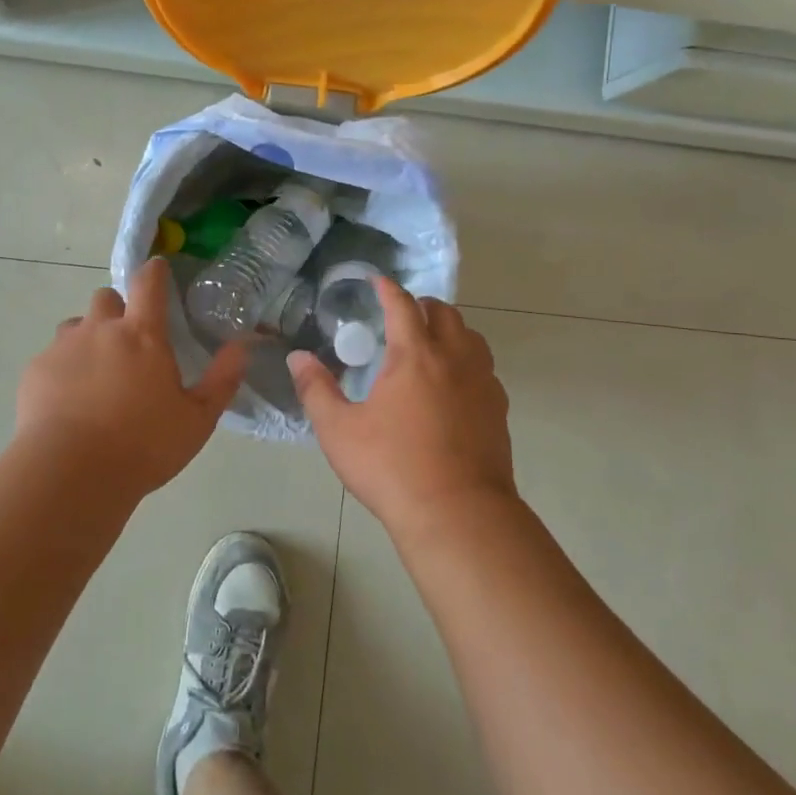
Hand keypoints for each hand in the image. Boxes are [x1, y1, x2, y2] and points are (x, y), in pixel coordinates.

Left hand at [16, 260, 246, 500]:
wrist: (71, 473)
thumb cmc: (143, 445)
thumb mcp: (197, 419)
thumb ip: (222, 379)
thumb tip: (241, 346)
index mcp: (142, 335)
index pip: (148, 283)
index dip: (154, 271)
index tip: (158, 269)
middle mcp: (100, 330)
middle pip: (106, 297)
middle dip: (117, 310)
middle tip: (128, 343)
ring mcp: (63, 348)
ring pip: (76, 326)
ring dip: (88, 339)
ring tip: (95, 375)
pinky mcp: (35, 371)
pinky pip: (52, 357)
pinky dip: (63, 370)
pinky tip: (68, 402)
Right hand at [289, 279, 515, 535]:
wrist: (457, 513)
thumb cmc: (392, 467)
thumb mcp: (339, 431)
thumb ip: (316, 390)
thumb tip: (298, 358)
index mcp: (415, 355)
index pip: (402, 306)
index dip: (387, 289)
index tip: (377, 281)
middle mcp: (454, 359)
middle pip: (444, 314)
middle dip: (422, 306)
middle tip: (402, 315)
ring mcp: (483, 383)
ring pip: (472, 338)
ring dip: (450, 330)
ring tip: (431, 344)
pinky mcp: (498, 410)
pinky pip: (485, 369)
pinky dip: (468, 362)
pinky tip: (454, 386)